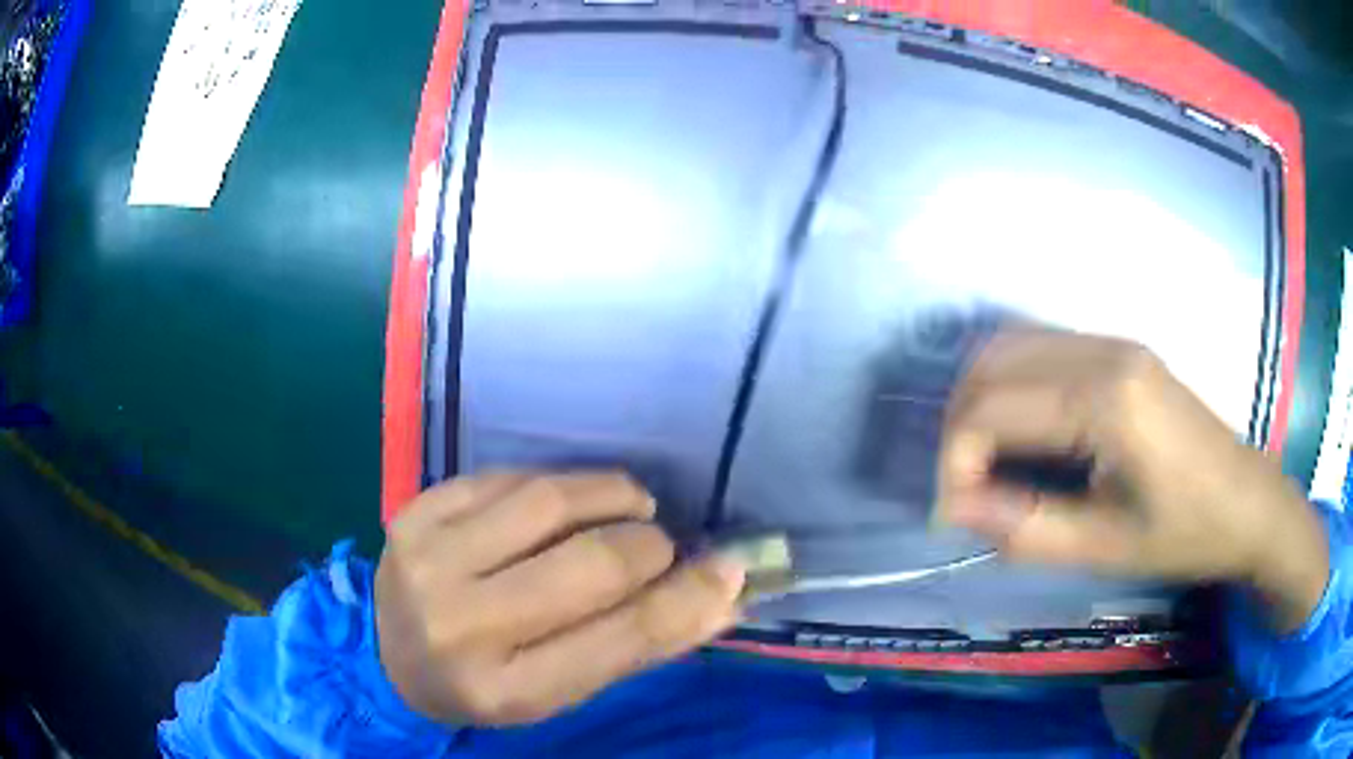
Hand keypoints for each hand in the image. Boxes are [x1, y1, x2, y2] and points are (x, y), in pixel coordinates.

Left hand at [375, 472, 744, 724]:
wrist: (388, 656)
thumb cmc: (486, 683)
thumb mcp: (559, 688)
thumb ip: (635, 644)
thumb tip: (721, 592)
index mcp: (508, 690)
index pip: (622, 638)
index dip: (689, 599)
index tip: (730, 569)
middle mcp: (462, 626)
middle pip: (591, 564)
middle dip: (648, 545)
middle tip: (660, 544)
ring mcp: (429, 560)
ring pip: (549, 501)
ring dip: (611, 494)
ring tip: (629, 504)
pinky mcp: (414, 512)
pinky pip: (508, 476)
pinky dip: (555, 483)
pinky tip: (564, 502)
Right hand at [939, 330, 1327, 631]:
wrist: (1248, 502)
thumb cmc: (1186, 532)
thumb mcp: (1105, 547)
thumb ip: (1025, 528)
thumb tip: (957, 510)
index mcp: (1105, 399)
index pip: (990, 410)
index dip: (955, 464)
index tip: (954, 517)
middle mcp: (1102, 349)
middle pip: (991, 362)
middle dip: (959, 426)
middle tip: (964, 489)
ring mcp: (1112, 341)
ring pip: (1011, 344)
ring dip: (981, 400)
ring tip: (984, 462)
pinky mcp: (1119, 349)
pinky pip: (1041, 348)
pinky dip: (1011, 386)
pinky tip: (1021, 432)